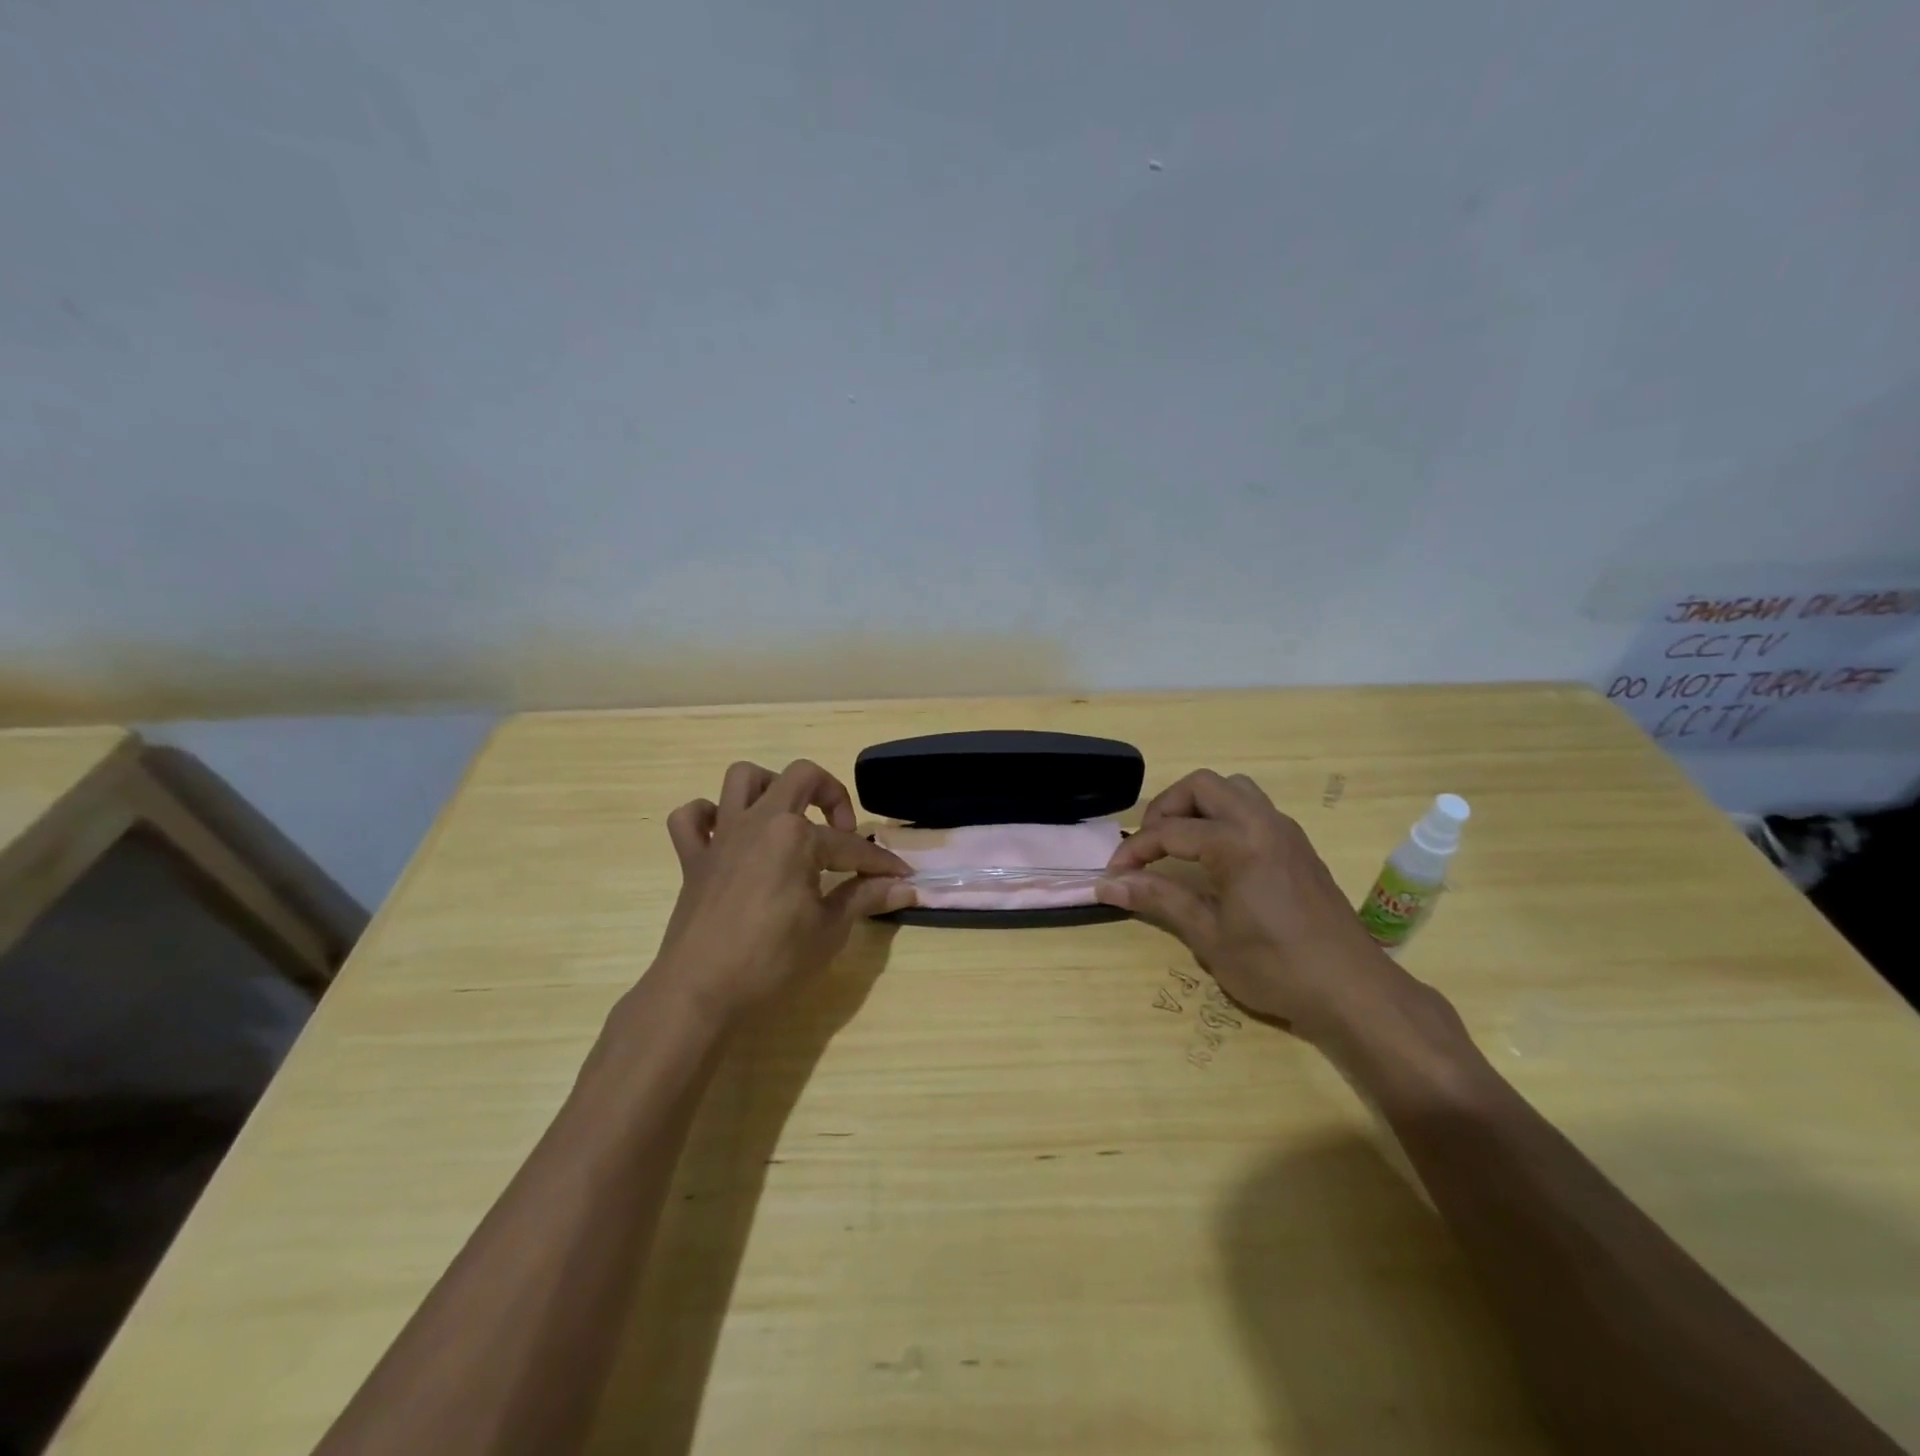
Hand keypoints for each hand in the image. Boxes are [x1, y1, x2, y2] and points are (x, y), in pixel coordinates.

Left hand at [649, 759, 913, 1025]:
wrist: (699, 994)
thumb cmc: (771, 962)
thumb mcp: (829, 930)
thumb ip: (865, 897)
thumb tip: (906, 888)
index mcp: (796, 835)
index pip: (851, 844)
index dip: (881, 862)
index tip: (902, 876)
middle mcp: (759, 820)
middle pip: (802, 777)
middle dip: (833, 795)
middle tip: (843, 832)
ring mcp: (722, 836)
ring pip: (743, 778)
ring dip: (771, 787)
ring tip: (789, 819)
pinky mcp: (693, 859)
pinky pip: (690, 818)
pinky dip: (708, 817)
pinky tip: (729, 837)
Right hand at [1097, 770, 1458, 1051]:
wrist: (1353, 990)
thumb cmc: (1275, 967)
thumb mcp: (1208, 935)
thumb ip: (1158, 899)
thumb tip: (1107, 884)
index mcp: (1237, 842)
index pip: (1169, 831)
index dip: (1134, 851)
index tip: (1112, 875)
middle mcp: (1262, 822)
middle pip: (1201, 786)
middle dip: (1166, 809)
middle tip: (1148, 847)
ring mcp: (1285, 830)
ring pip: (1232, 790)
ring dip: (1198, 807)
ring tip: (1180, 845)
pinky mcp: (1298, 844)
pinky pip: (1253, 808)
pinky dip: (1224, 817)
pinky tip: (1215, 858)